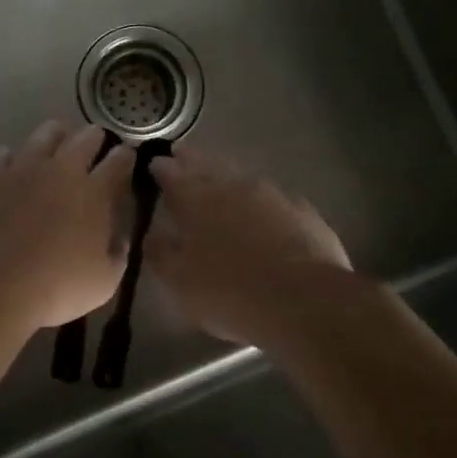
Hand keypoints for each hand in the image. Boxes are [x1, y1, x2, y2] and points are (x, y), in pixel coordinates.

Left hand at [0, 121, 136, 329]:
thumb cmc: (56, 286)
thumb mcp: (104, 282)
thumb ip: (117, 255)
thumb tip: (120, 238)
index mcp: (95, 192)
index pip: (118, 161)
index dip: (126, 155)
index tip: (128, 153)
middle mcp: (63, 170)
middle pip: (85, 139)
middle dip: (95, 137)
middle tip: (97, 139)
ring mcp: (25, 168)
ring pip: (45, 134)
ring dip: (57, 134)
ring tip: (59, 137)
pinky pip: (6, 154)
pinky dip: (13, 156)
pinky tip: (13, 161)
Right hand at [148, 146, 350, 345]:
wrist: (304, 302)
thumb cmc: (228, 291)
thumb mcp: (178, 281)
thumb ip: (160, 252)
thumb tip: (152, 233)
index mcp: (195, 197)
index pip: (170, 172)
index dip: (160, 168)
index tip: (153, 165)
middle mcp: (232, 185)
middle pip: (206, 164)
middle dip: (191, 160)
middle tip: (181, 156)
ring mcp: (272, 194)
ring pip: (240, 177)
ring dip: (226, 178)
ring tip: (219, 186)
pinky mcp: (302, 211)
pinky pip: (273, 199)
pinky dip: (260, 202)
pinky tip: (262, 214)